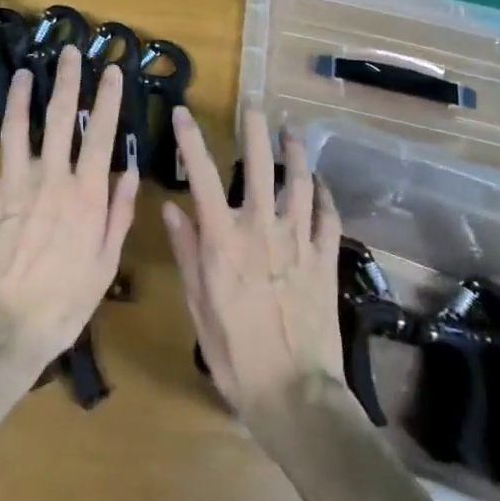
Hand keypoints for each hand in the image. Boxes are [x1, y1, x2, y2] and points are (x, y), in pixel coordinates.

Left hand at [0, 47, 139, 376]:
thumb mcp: (105, 264)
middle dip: (66, 79)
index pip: (100, 134)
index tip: (111, 69)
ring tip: (24, 72)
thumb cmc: (63, 303)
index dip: (106, 98)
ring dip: (20, 95)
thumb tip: (130, 170)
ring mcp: (12, 183)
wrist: (4, 328)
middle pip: (60, 117)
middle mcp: (50, 177)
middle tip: (68, 51)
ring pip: (17, 125)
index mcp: (85, 194)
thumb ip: (119, 213)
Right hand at [163, 106, 347, 428]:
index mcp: (223, 239)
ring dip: (296, 153)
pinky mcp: (324, 259)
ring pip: (300, 182)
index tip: (184, 112)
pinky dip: (325, 194)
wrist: (295, 395)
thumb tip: (171, 209)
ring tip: (292, 131)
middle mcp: (261, 229)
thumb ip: (186, 253)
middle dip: (255, 129)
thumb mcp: (198, 306)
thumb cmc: (236, 354)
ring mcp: (298, 241)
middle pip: (259, 166)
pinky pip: (328, 216)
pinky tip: (321, 182)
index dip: (191, 140)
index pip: (203, 176)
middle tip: (255, 104)